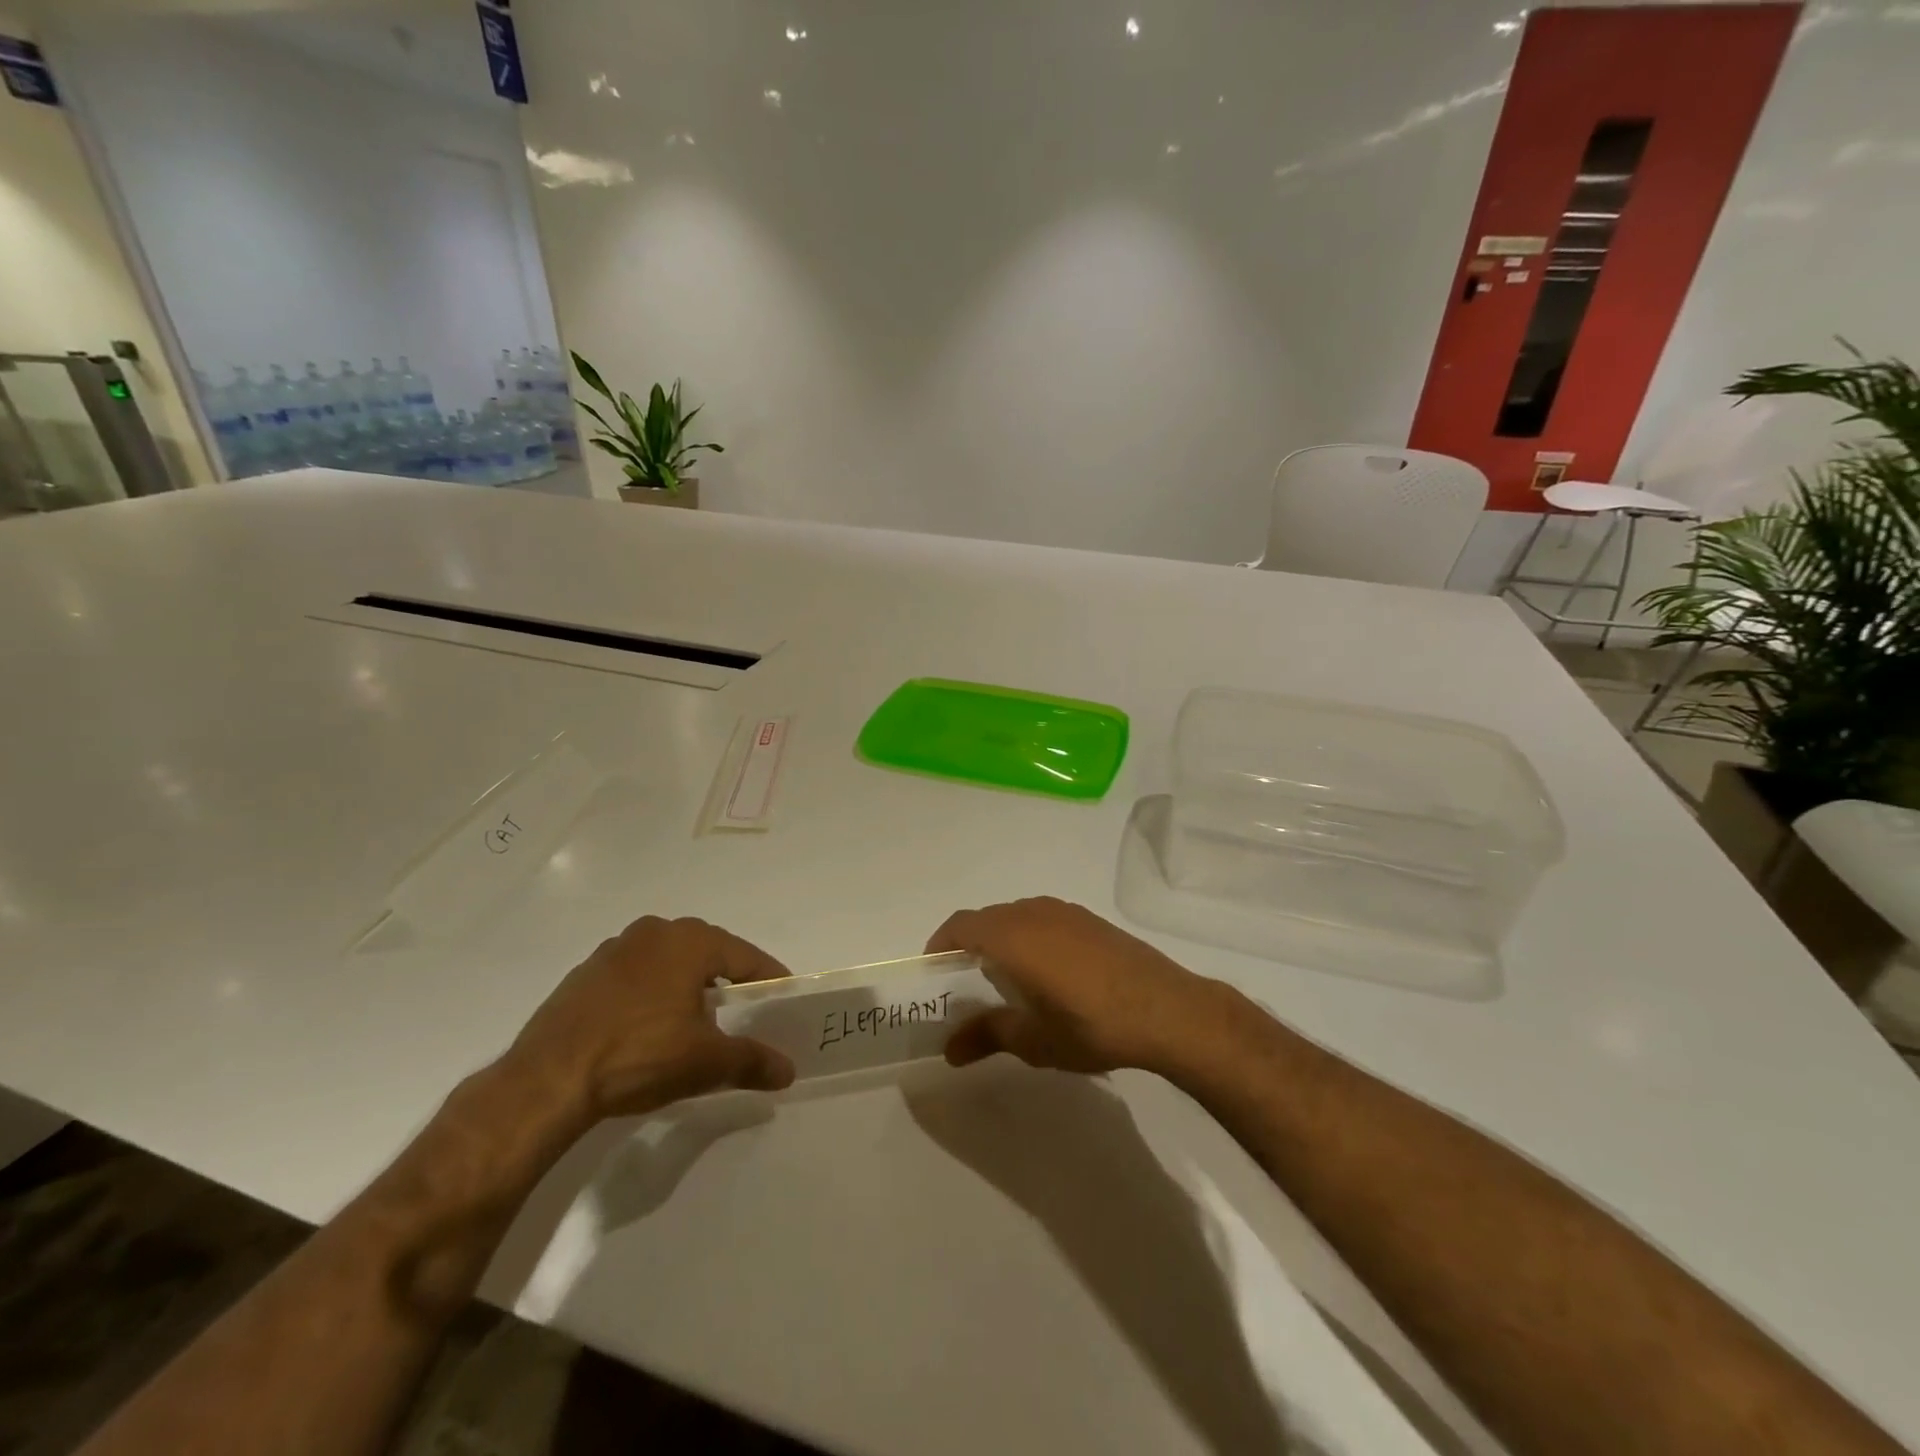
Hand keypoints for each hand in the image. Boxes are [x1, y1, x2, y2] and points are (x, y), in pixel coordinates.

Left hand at [504, 916, 796, 1125]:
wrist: (547, 1080)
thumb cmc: (640, 1055)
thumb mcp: (706, 1062)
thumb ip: (752, 1061)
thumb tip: (788, 1071)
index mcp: (690, 941)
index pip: (746, 956)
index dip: (769, 978)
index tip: (782, 998)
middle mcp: (655, 932)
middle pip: (707, 952)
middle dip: (727, 978)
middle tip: (743, 1009)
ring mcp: (614, 950)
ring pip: (668, 961)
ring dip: (687, 984)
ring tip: (695, 1020)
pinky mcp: (584, 974)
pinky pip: (635, 976)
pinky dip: (651, 993)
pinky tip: (648, 1027)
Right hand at [925, 897, 1236, 1076]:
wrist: (1167, 1009)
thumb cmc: (1091, 1025)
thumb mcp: (1033, 1040)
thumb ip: (986, 1036)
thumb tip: (948, 1049)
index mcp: (1011, 936)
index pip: (959, 926)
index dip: (940, 946)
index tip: (934, 975)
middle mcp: (1033, 912)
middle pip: (985, 919)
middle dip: (969, 946)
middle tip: (966, 985)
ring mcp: (1064, 912)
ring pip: (1015, 917)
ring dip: (1000, 940)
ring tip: (1005, 981)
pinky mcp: (1089, 919)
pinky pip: (1042, 919)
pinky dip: (1028, 937)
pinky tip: (1046, 973)